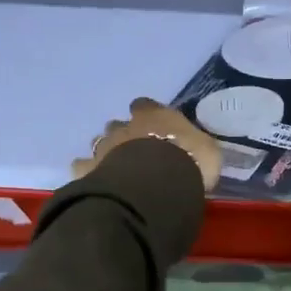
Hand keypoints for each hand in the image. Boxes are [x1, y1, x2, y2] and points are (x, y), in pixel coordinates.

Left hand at [73, 98, 222, 191]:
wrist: (155, 184)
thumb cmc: (188, 162)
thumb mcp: (207, 151)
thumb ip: (195, 146)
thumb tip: (193, 148)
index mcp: (152, 116)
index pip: (145, 106)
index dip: (146, 114)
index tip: (151, 125)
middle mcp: (124, 126)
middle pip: (117, 124)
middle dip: (123, 135)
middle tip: (134, 153)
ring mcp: (103, 146)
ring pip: (98, 142)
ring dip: (105, 152)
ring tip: (114, 169)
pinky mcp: (88, 168)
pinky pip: (82, 166)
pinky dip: (87, 171)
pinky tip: (93, 181)